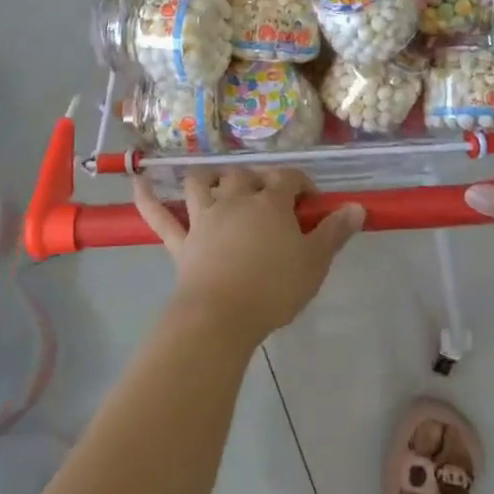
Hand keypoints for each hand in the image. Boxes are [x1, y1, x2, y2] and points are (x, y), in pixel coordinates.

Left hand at [134, 169, 364, 346]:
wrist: (222, 316)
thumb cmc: (274, 288)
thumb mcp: (315, 262)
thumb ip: (335, 232)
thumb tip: (357, 207)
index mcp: (269, 203)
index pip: (288, 179)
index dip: (301, 184)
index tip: (311, 202)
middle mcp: (234, 201)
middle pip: (244, 176)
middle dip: (257, 180)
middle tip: (269, 200)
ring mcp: (203, 219)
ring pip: (201, 184)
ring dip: (210, 179)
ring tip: (219, 185)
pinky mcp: (181, 242)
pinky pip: (159, 217)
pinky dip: (147, 199)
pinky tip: (137, 183)